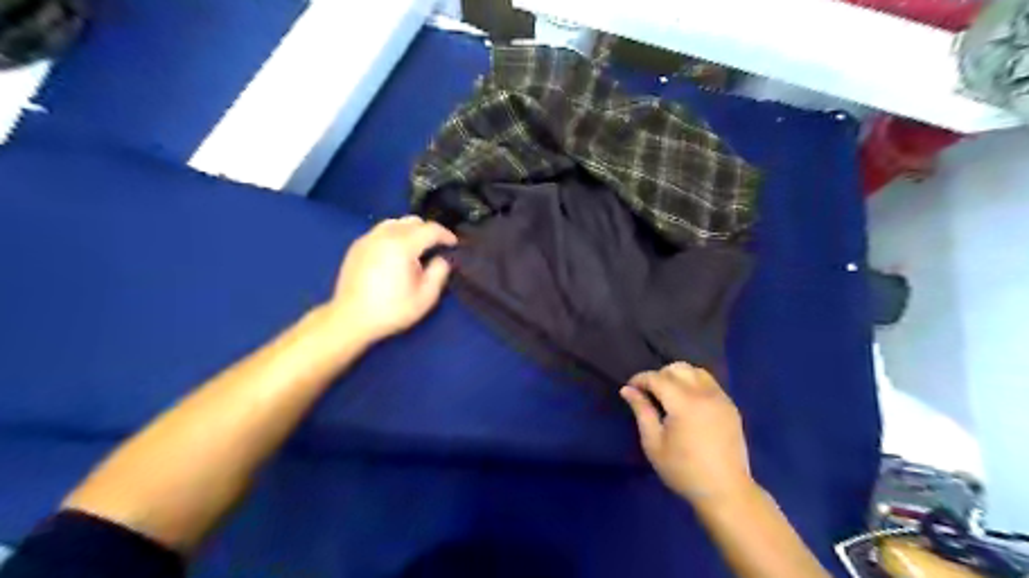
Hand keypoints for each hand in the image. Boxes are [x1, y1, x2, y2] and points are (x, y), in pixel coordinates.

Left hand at [329, 214, 456, 342]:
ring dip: (410, 230)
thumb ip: (439, 273)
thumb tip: (442, 258)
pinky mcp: (357, 246)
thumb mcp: (425, 297)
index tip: (454, 244)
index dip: (446, 235)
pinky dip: (394, 234)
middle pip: (412, 221)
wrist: (350, 319)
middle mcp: (384, 235)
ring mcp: (368, 238)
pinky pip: (381, 231)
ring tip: (416, 247)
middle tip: (436, 246)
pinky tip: (396, 252)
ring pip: (395, 222)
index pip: (430, 229)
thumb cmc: (391, 310)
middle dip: (428, 231)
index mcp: (402, 246)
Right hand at [618, 366, 753, 504]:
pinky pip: (709, 383)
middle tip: (649, 393)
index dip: (640, 379)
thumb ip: (641, 411)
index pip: (657, 378)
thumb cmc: (683, 470)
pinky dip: (695, 383)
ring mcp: (721, 398)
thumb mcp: (654, 443)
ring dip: (679, 376)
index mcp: (684, 403)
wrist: (725, 491)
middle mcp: (704, 394)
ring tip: (669, 394)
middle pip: (678, 368)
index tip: (630, 388)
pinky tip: (688, 402)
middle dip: (659, 375)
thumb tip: (627, 389)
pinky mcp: (730, 406)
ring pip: (696, 371)